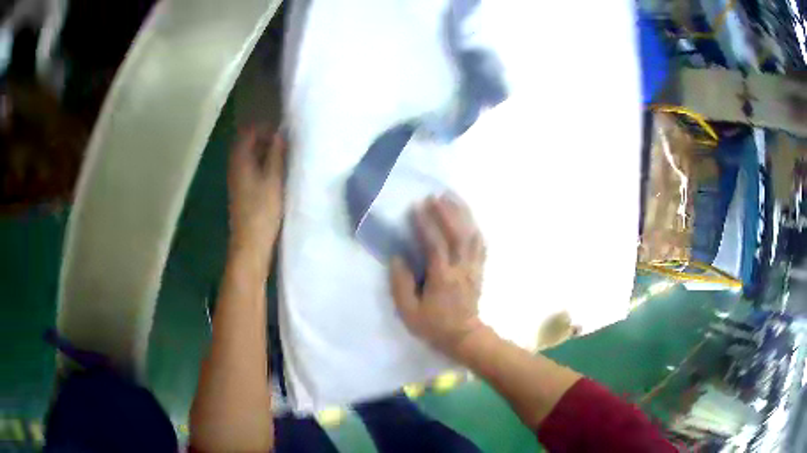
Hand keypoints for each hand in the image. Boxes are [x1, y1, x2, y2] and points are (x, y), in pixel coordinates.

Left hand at [227, 125, 286, 253]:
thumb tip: (280, 134)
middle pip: (247, 143)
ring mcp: (236, 179)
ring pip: (249, 156)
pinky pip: (250, 168)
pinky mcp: (241, 190)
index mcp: (241, 160)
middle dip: (265, 139)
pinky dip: (261, 164)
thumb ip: (277, 154)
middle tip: (285, 144)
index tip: (282, 132)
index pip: (248, 132)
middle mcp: (235, 166)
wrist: (250, 242)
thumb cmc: (263, 210)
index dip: (264, 128)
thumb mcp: (274, 179)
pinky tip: (275, 173)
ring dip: (264, 152)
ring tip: (283, 157)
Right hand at [390, 194, 486, 359]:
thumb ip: (401, 285)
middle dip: (447, 212)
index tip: (416, 206)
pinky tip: (468, 218)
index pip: (435, 245)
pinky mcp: (480, 270)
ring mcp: (474, 268)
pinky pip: (481, 244)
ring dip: (463, 215)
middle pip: (458, 234)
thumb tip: (397, 258)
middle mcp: (461, 269)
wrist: (464, 337)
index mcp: (443, 278)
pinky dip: (474, 227)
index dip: (426, 224)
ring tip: (452, 198)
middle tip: (435, 196)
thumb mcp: (409, 312)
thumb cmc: (434, 326)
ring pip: (472, 236)